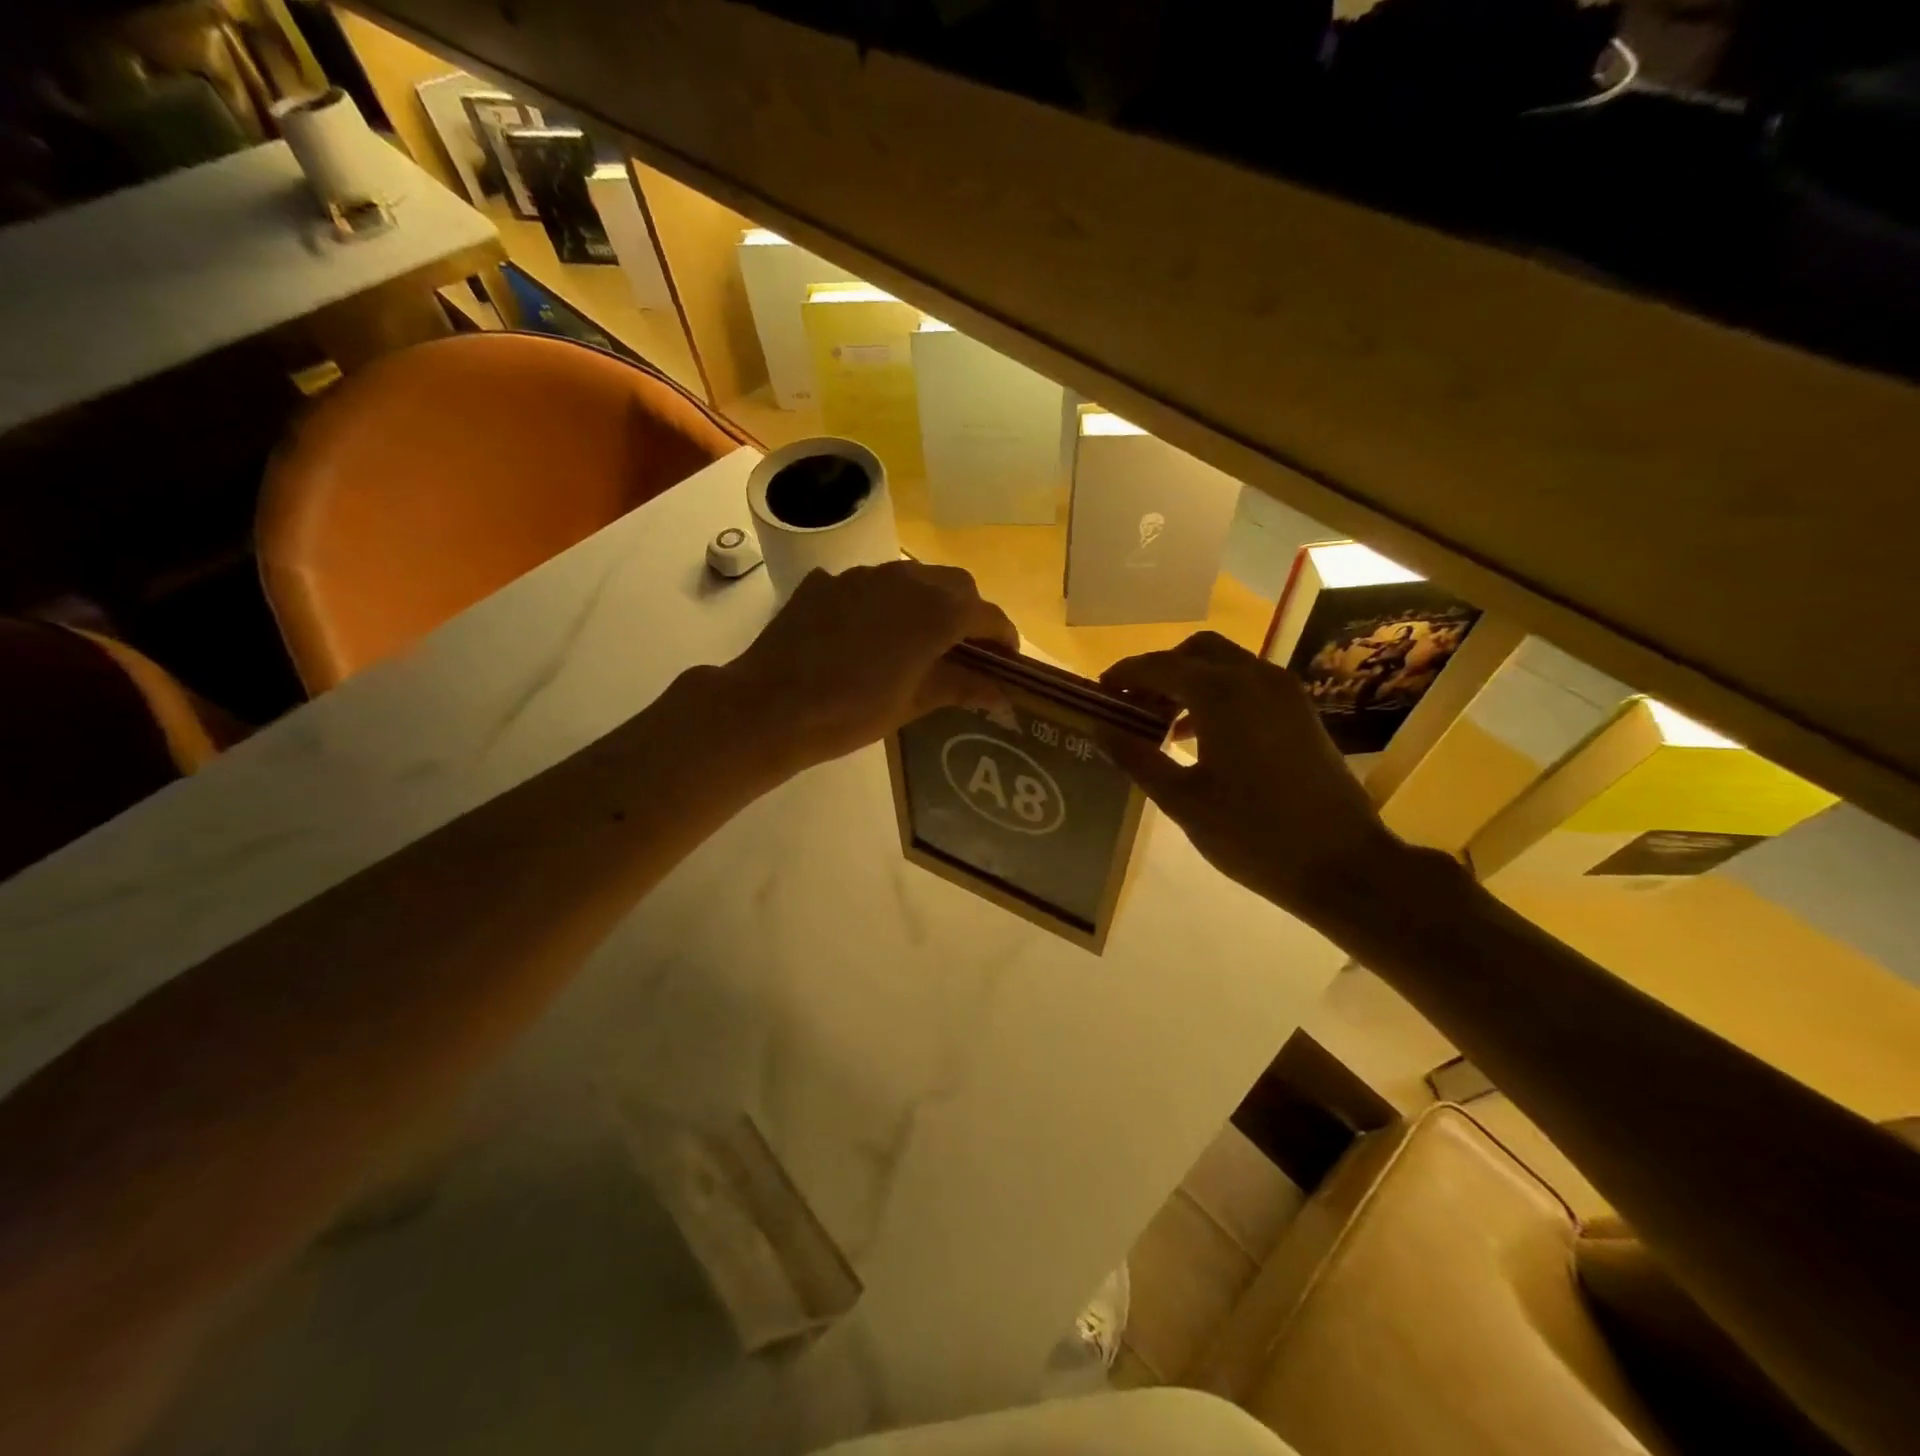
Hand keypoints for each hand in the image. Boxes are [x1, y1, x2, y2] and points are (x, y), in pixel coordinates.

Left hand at [722, 562, 1017, 769]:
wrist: (771, 705)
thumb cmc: (851, 712)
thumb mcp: (913, 703)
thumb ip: (961, 687)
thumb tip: (1002, 692)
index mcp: (935, 612)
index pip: (987, 615)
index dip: (1003, 637)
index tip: (1007, 662)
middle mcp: (905, 580)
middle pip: (956, 585)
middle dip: (969, 612)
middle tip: (966, 649)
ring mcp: (862, 575)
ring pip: (913, 577)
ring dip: (928, 601)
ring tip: (919, 639)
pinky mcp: (827, 582)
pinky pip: (870, 585)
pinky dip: (884, 603)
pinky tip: (868, 634)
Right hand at [1101, 632, 1410, 925]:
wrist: (1343, 863)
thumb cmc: (1253, 834)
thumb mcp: (1183, 801)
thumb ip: (1138, 758)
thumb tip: (1101, 729)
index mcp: (1221, 694)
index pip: (1159, 666)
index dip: (1124, 675)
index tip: (1100, 693)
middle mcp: (1255, 678)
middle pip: (1196, 651)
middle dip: (1160, 671)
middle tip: (1133, 705)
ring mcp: (1284, 692)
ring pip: (1226, 664)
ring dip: (1189, 681)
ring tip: (1160, 722)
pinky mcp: (1300, 712)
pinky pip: (1249, 684)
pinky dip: (1218, 694)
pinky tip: (1200, 736)